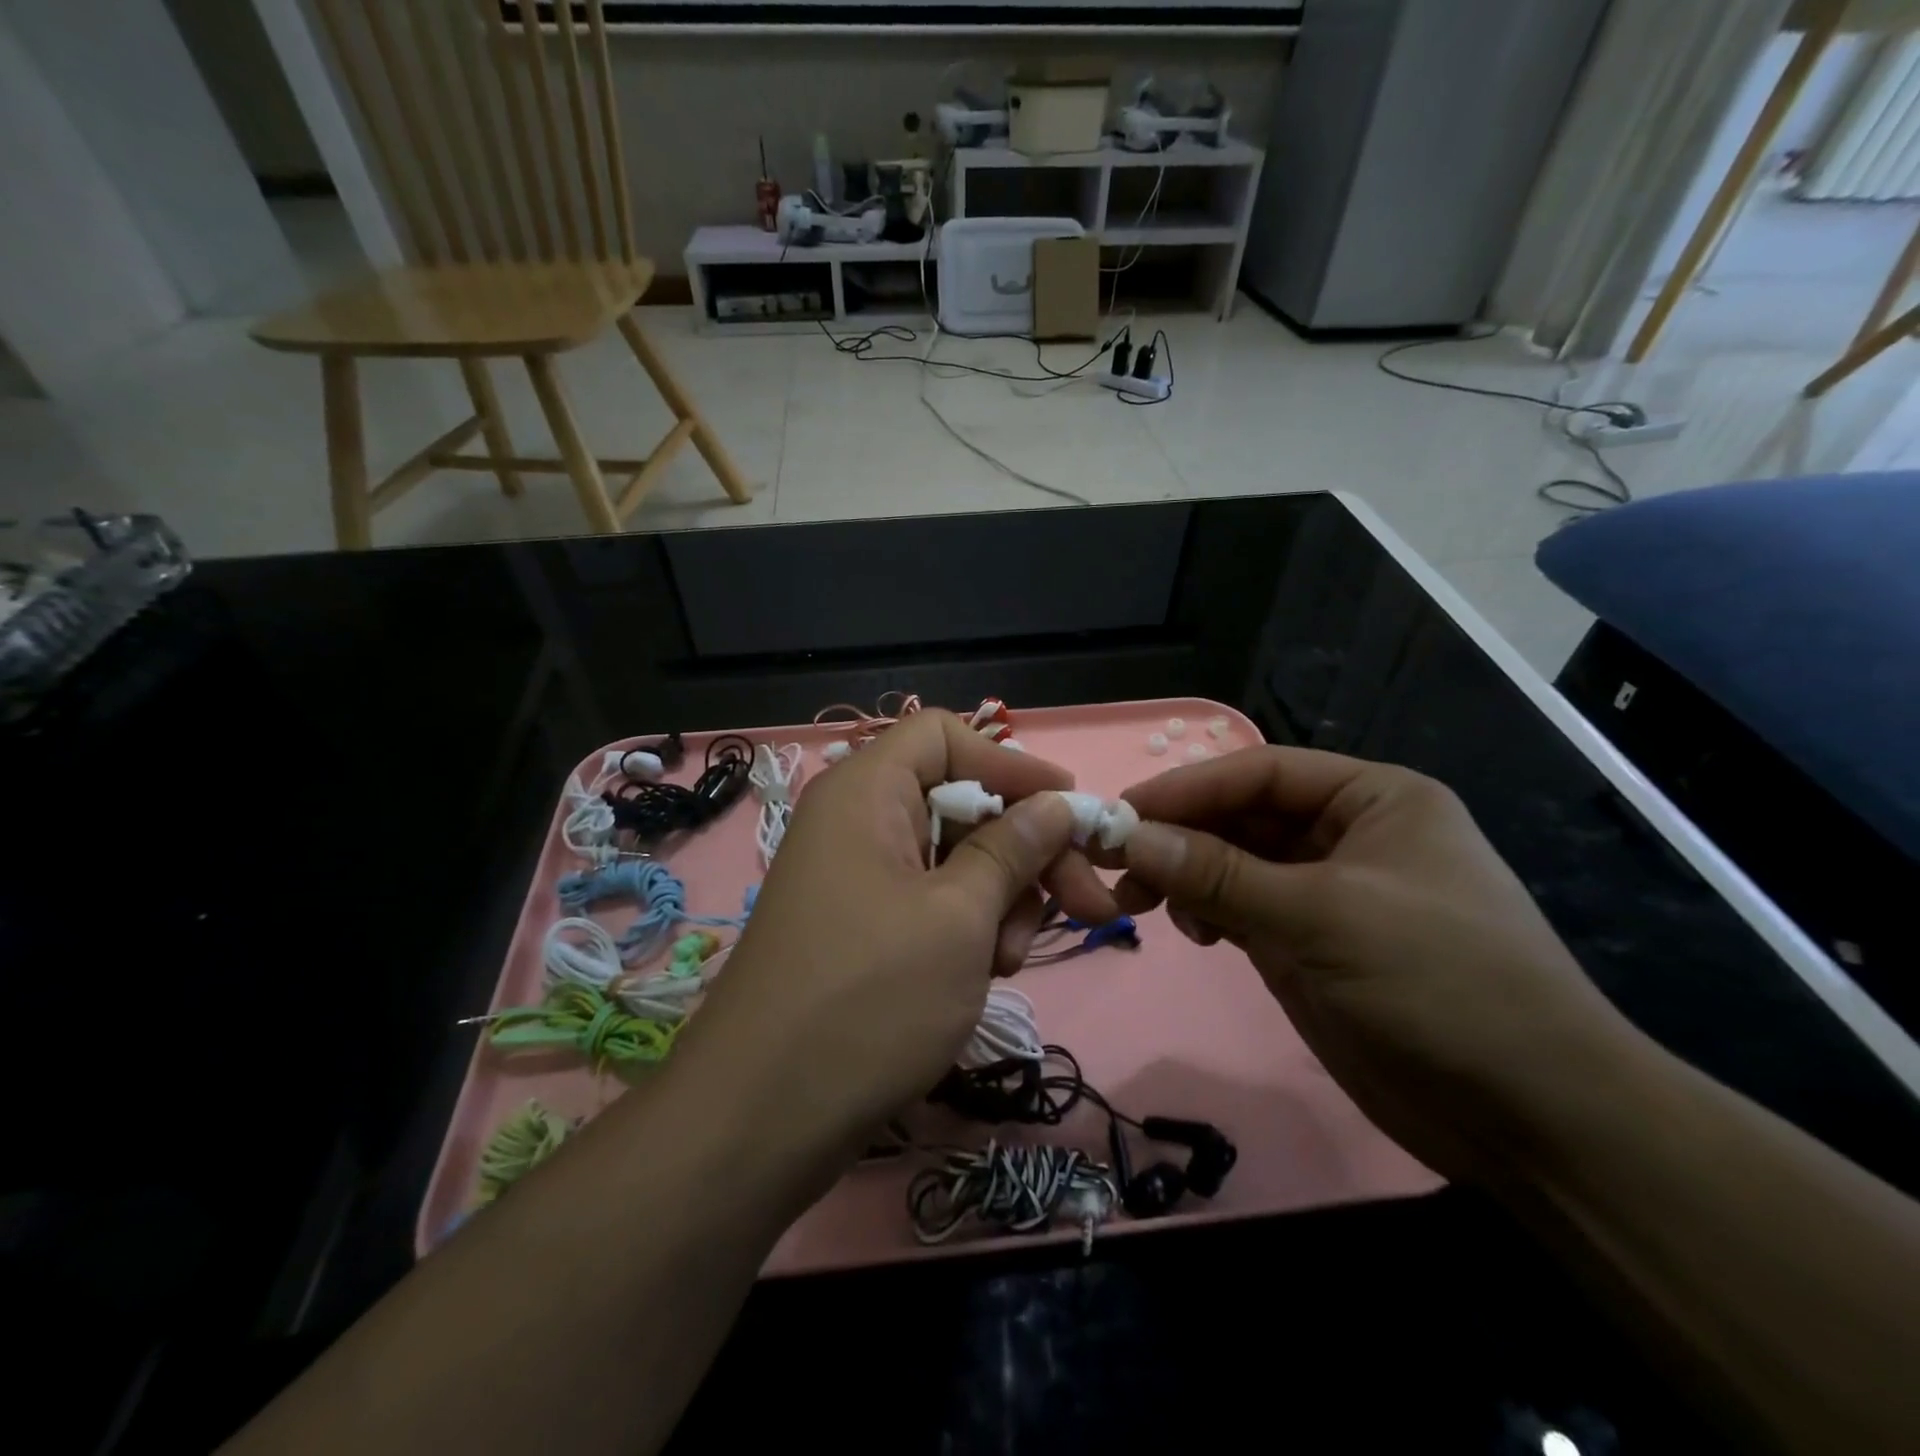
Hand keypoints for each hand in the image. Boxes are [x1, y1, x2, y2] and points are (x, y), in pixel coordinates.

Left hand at [679, 710, 1120, 1151]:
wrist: (760, 1121)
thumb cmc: (869, 999)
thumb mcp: (959, 917)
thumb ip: (1013, 849)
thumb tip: (1058, 803)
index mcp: (867, 793)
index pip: (945, 736)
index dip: (1012, 764)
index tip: (1072, 809)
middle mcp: (857, 823)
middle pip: (960, 802)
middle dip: (1025, 849)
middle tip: (1086, 903)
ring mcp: (857, 879)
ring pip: (954, 860)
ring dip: (1001, 899)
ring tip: (1008, 959)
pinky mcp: (861, 930)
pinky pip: (931, 903)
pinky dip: (968, 929)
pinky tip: (984, 974)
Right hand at [1105, 746, 1645, 1181]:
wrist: (1532, 1118)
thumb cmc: (1440, 983)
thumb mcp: (1321, 916)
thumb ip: (1218, 874)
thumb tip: (1128, 836)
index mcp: (1372, 799)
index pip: (1260, 772)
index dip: (1187, 788)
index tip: (1120, 812)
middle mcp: (1347, 835)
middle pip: (1241, 817)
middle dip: (1180, 837)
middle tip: (1117, 864)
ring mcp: (1327, 893)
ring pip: (1234, 865)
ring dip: (1187, 877)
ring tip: (1143, 903)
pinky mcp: (1310, 944)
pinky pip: (1241, 909)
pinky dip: (1209, 914)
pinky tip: (1197, 934)